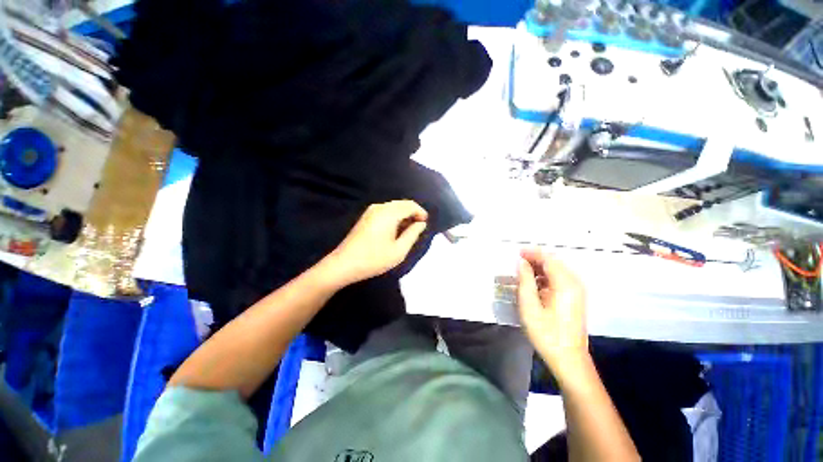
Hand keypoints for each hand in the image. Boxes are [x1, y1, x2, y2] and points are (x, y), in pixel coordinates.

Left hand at [327, 200, 427, 285]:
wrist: (344, 264)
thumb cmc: (374, 259)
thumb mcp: (399, 250)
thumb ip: (413, 234)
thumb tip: (421, 224)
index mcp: (389, 213)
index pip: (410, 205)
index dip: (421, 212)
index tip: (426, 223)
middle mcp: (380, 207)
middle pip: (402, 204)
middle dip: (413, 213)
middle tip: (418, 228)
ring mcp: (371, 211)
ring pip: (394, 207)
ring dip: (403, 215)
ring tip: (408, 230)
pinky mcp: (366, 216)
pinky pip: (385, 211)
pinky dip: (394, 217)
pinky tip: (395, 230)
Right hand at [517, 248, 587, 370]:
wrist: (568, 359)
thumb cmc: (546, 333)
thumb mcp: (530, 306)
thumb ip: (525, 281)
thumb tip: (521, 262)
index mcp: (565, 284)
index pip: (549, 259)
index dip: (532, 253)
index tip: (517, 252)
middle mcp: (574, 284)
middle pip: (554, 263)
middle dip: (535, 259)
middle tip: (517, 262)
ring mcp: (577, 292)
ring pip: (557, 271)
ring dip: (539, 269)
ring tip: (522, 272)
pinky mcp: (575, 299)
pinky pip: (559, 281)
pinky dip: (545, 278)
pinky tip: (534, 284)